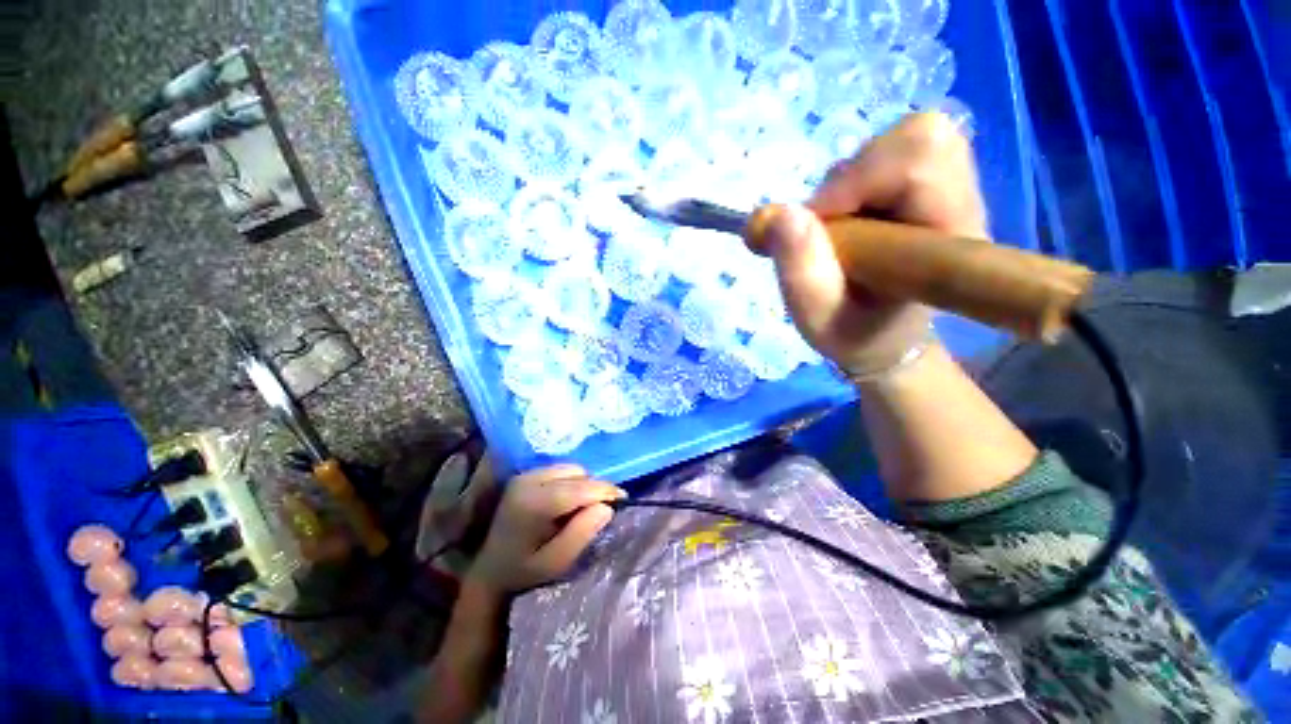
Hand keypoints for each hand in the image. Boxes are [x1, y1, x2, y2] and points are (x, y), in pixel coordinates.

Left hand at [467, 465, 624, 594]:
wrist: (489, 572)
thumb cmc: (524, 573)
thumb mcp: (556, 562)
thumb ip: (581, 533)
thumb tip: (606, 506)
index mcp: (533, 504)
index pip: (579, 488)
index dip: (604, 491)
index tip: (624, 499)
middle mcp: (527, 482)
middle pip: (577, 474)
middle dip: (594, 489)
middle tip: (600, 511)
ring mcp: (525, 475)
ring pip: (571, 469)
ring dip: (583, 485)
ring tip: (581, 509)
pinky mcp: (526, 475)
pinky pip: (561, 470)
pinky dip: (571, 482)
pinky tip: (566, 503)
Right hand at [757, 113, 988, 373]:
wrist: (881, 334)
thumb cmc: (853, 332)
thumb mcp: (818, 318)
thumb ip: (800, 272)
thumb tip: (778, 214)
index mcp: (949, 238)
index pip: (922, 158)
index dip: (855, 178)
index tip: (813, 227)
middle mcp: (959, 201)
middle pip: (916, 137)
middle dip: (850, 177)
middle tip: (823, 227)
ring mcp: (947, 187)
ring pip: (897, 141)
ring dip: (845, 183)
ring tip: (833, 232)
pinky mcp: (925, 183)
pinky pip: (887, 153)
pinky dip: (849, 183)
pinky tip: (843, 222)